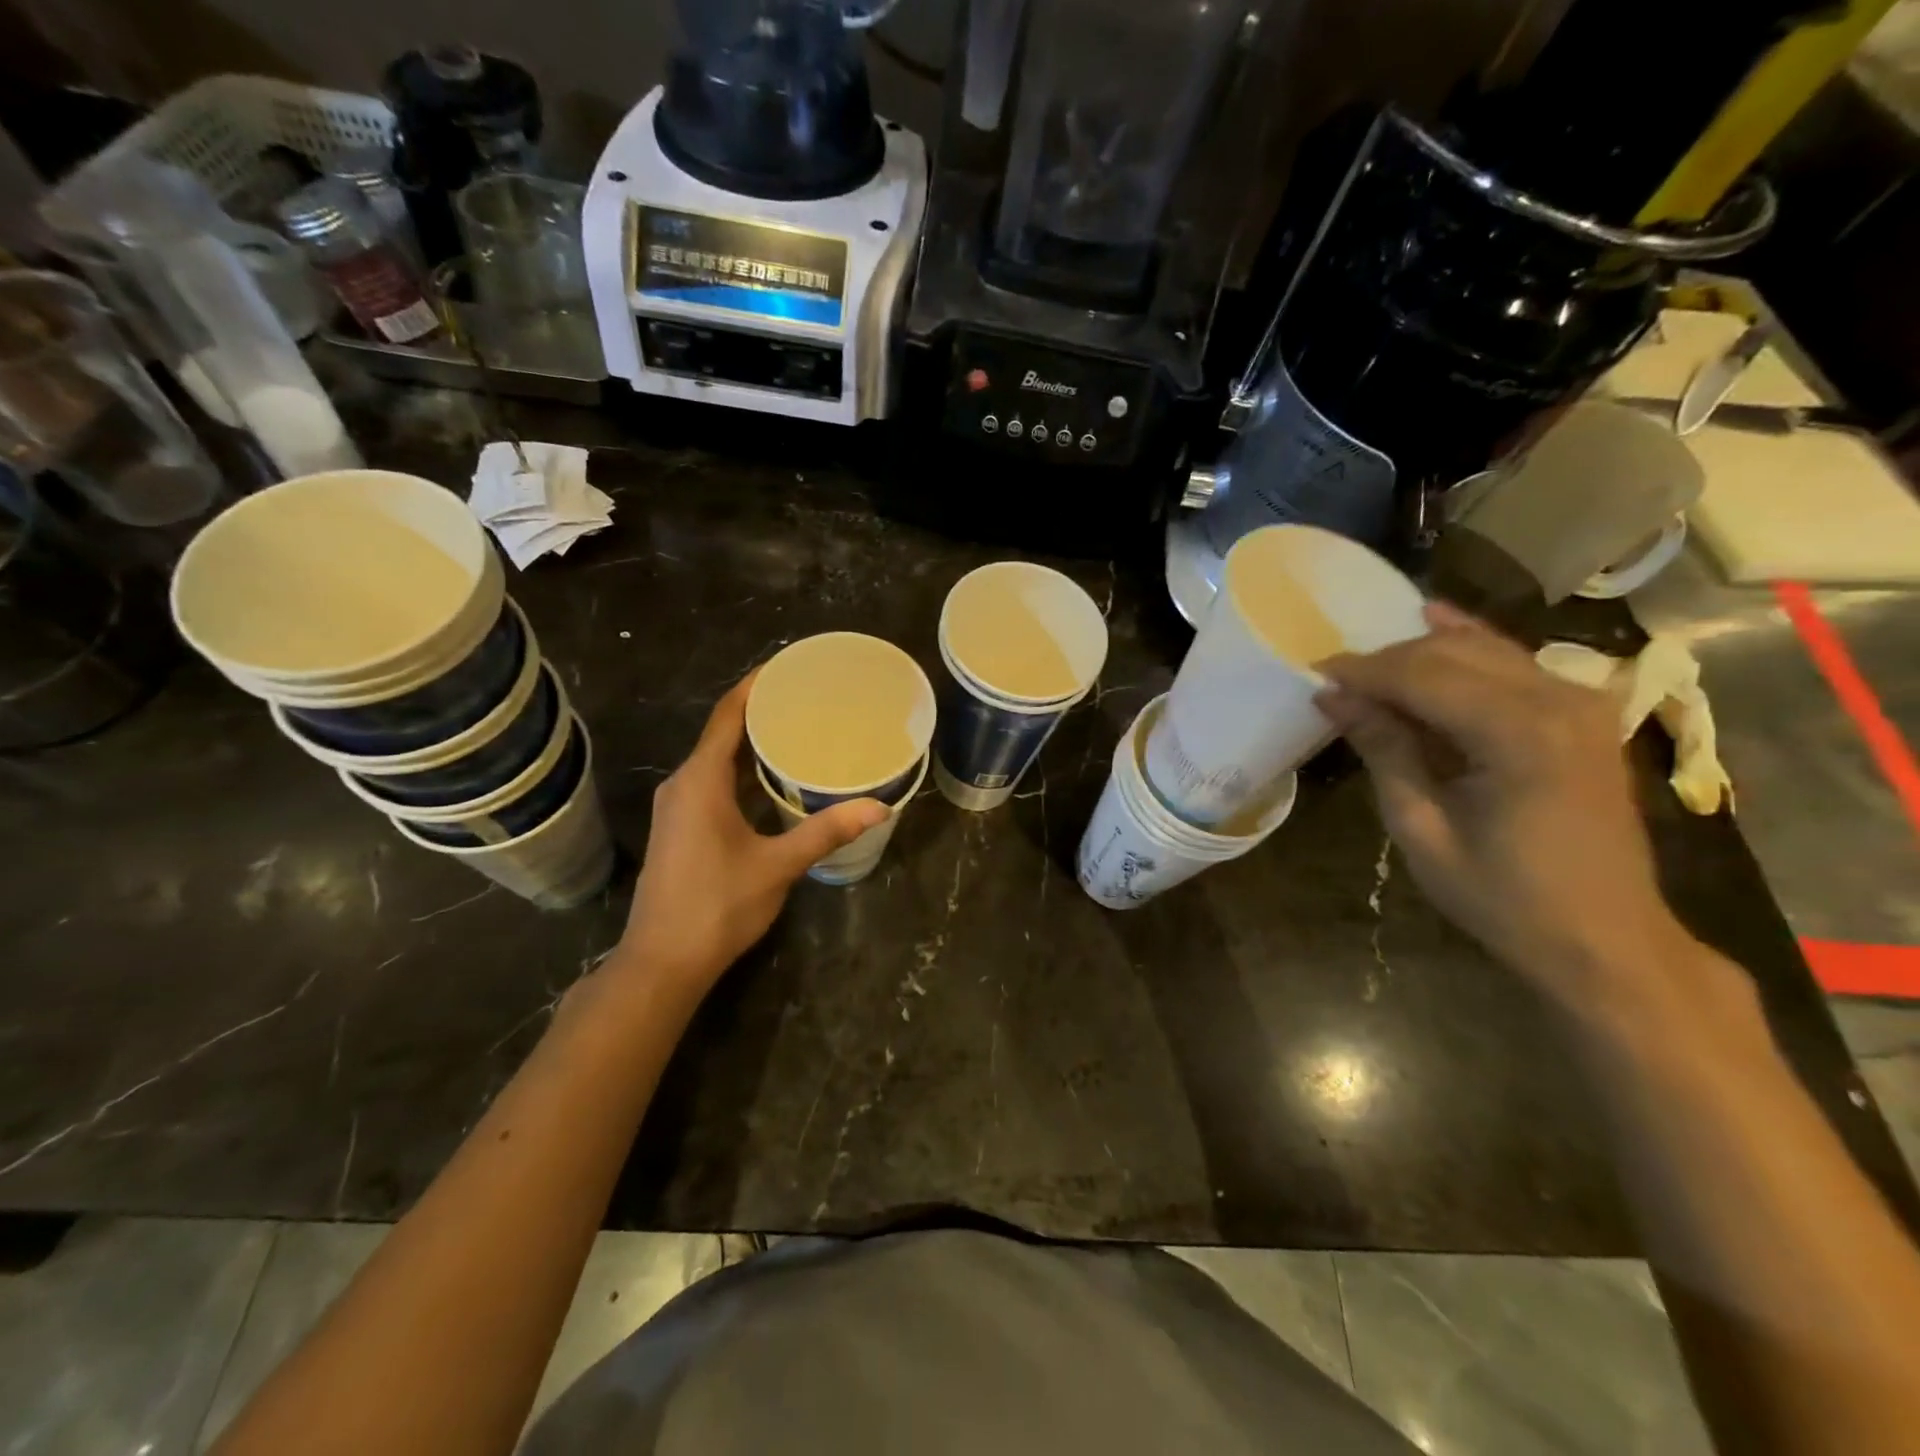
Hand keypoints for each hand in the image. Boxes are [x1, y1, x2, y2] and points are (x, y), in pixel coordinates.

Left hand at [612, 672, 887, 993]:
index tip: (787, 665)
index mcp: (700, 781)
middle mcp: (683, 785)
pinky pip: (713, 782)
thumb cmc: (717, 907)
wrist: (663, 962)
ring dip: (752, 743)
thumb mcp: (777, 866)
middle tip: (808, 698)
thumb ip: (826, 832)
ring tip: (798, 730)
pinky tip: (774, 779)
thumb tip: (878, 807)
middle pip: (722, 733)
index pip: (727, 716)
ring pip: (717, 760)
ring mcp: (678, 808)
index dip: (754, 686)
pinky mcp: (681, 828)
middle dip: (761, 711)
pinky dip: (743, 771)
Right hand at [1318, 604, 1682, 1001]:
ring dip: (1421, 653)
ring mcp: (1579, 701)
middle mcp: (1557, 699)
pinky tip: (1436, 621)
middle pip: (1451, 653)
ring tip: (1370, 670)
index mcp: (1518, 733)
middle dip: (1387, 661)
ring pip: (1483, 648)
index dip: (1362, 671)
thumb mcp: (1422, 828)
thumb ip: (1384, 751)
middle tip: (1336, 683)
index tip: (1314, 674)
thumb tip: (1333, 697)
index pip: (1421, 676)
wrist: (1606, 939)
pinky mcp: (1582, 713)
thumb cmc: (1504, 896)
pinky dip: (1469, 646)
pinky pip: (1514, 662)